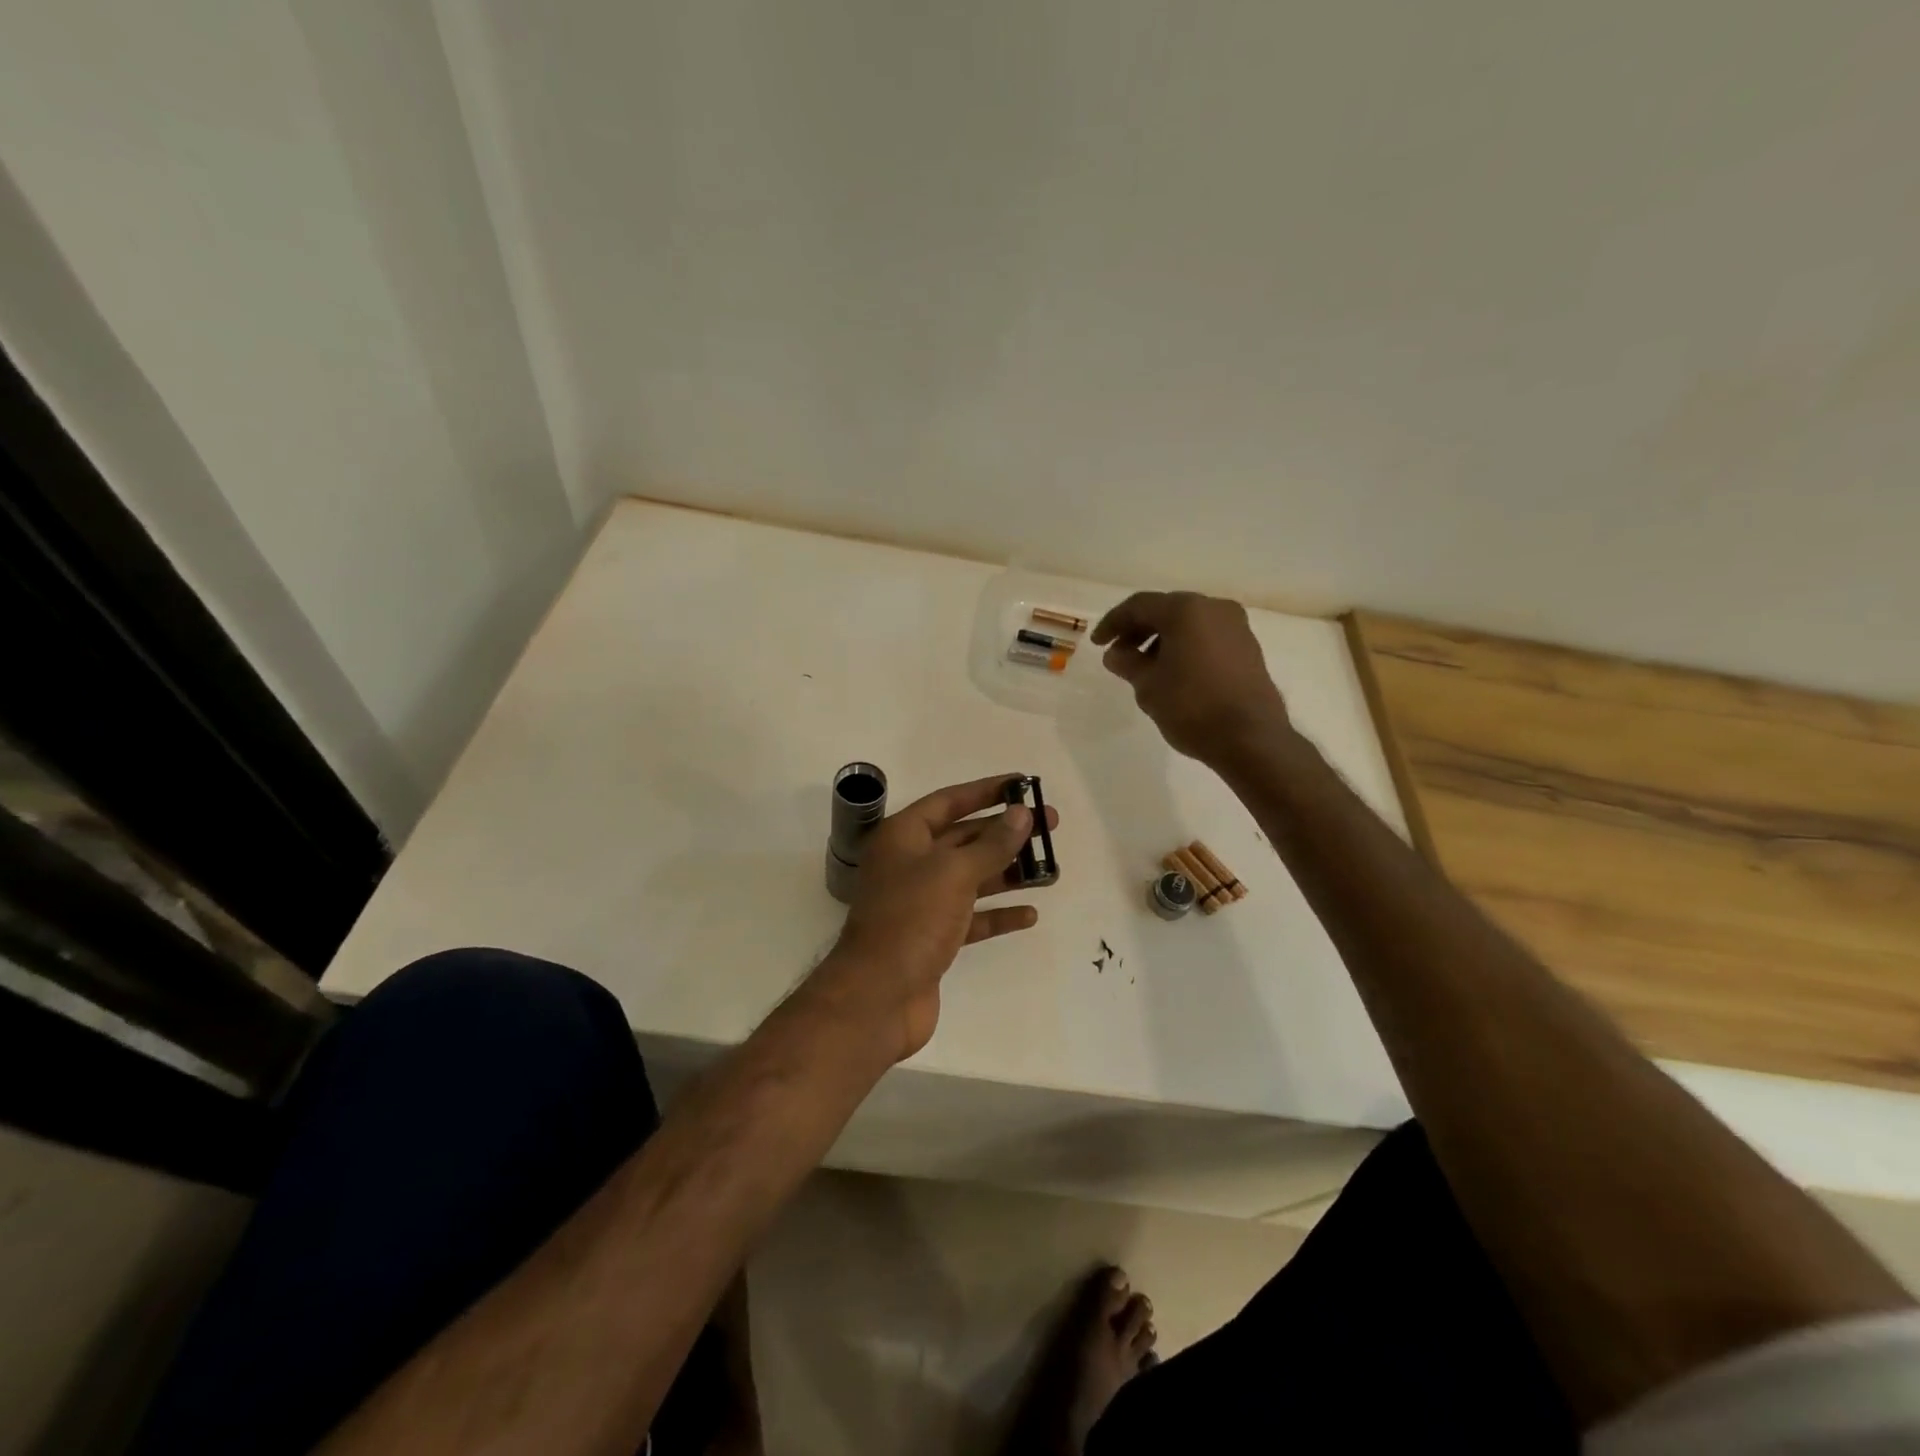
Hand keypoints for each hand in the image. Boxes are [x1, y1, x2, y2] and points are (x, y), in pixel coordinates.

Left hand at [813, 774, 1056, 1061]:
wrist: (878, 997)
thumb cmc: (911, 920)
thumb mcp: (954, 873)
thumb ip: (991, 843)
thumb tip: (1021, 813)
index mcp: (904, 837)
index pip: (948, 801)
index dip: (985, 791)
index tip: (1022, 784)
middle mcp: (910, 864)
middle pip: (964, 838)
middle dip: (1005, 832)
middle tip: (1049, 826)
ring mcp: (921, 903)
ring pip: (971, 878)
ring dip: (1007, 873)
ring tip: (1050, 870)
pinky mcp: (933, 938)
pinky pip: (972, 917)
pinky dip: (997, 914)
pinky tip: (1029, 914)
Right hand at [1092, 592, 1290, 764]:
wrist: (1250, 738)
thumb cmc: (1192, 706)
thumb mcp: (1148, 685)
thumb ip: (1127, 663)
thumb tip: (1116, 654)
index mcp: (1186, 610)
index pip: (1139, 606)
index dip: (1113, 623)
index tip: (1097, 644)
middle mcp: (1214, 608)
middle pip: (1166, 611)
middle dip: (1138, 630)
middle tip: (1118, 655)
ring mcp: (1236, 627)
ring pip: (1188, 624)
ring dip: (1161, 640)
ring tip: (1144, 669)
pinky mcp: (1248, 648)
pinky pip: (1206, 638)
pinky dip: (1185, 647)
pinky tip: (1173, 673)